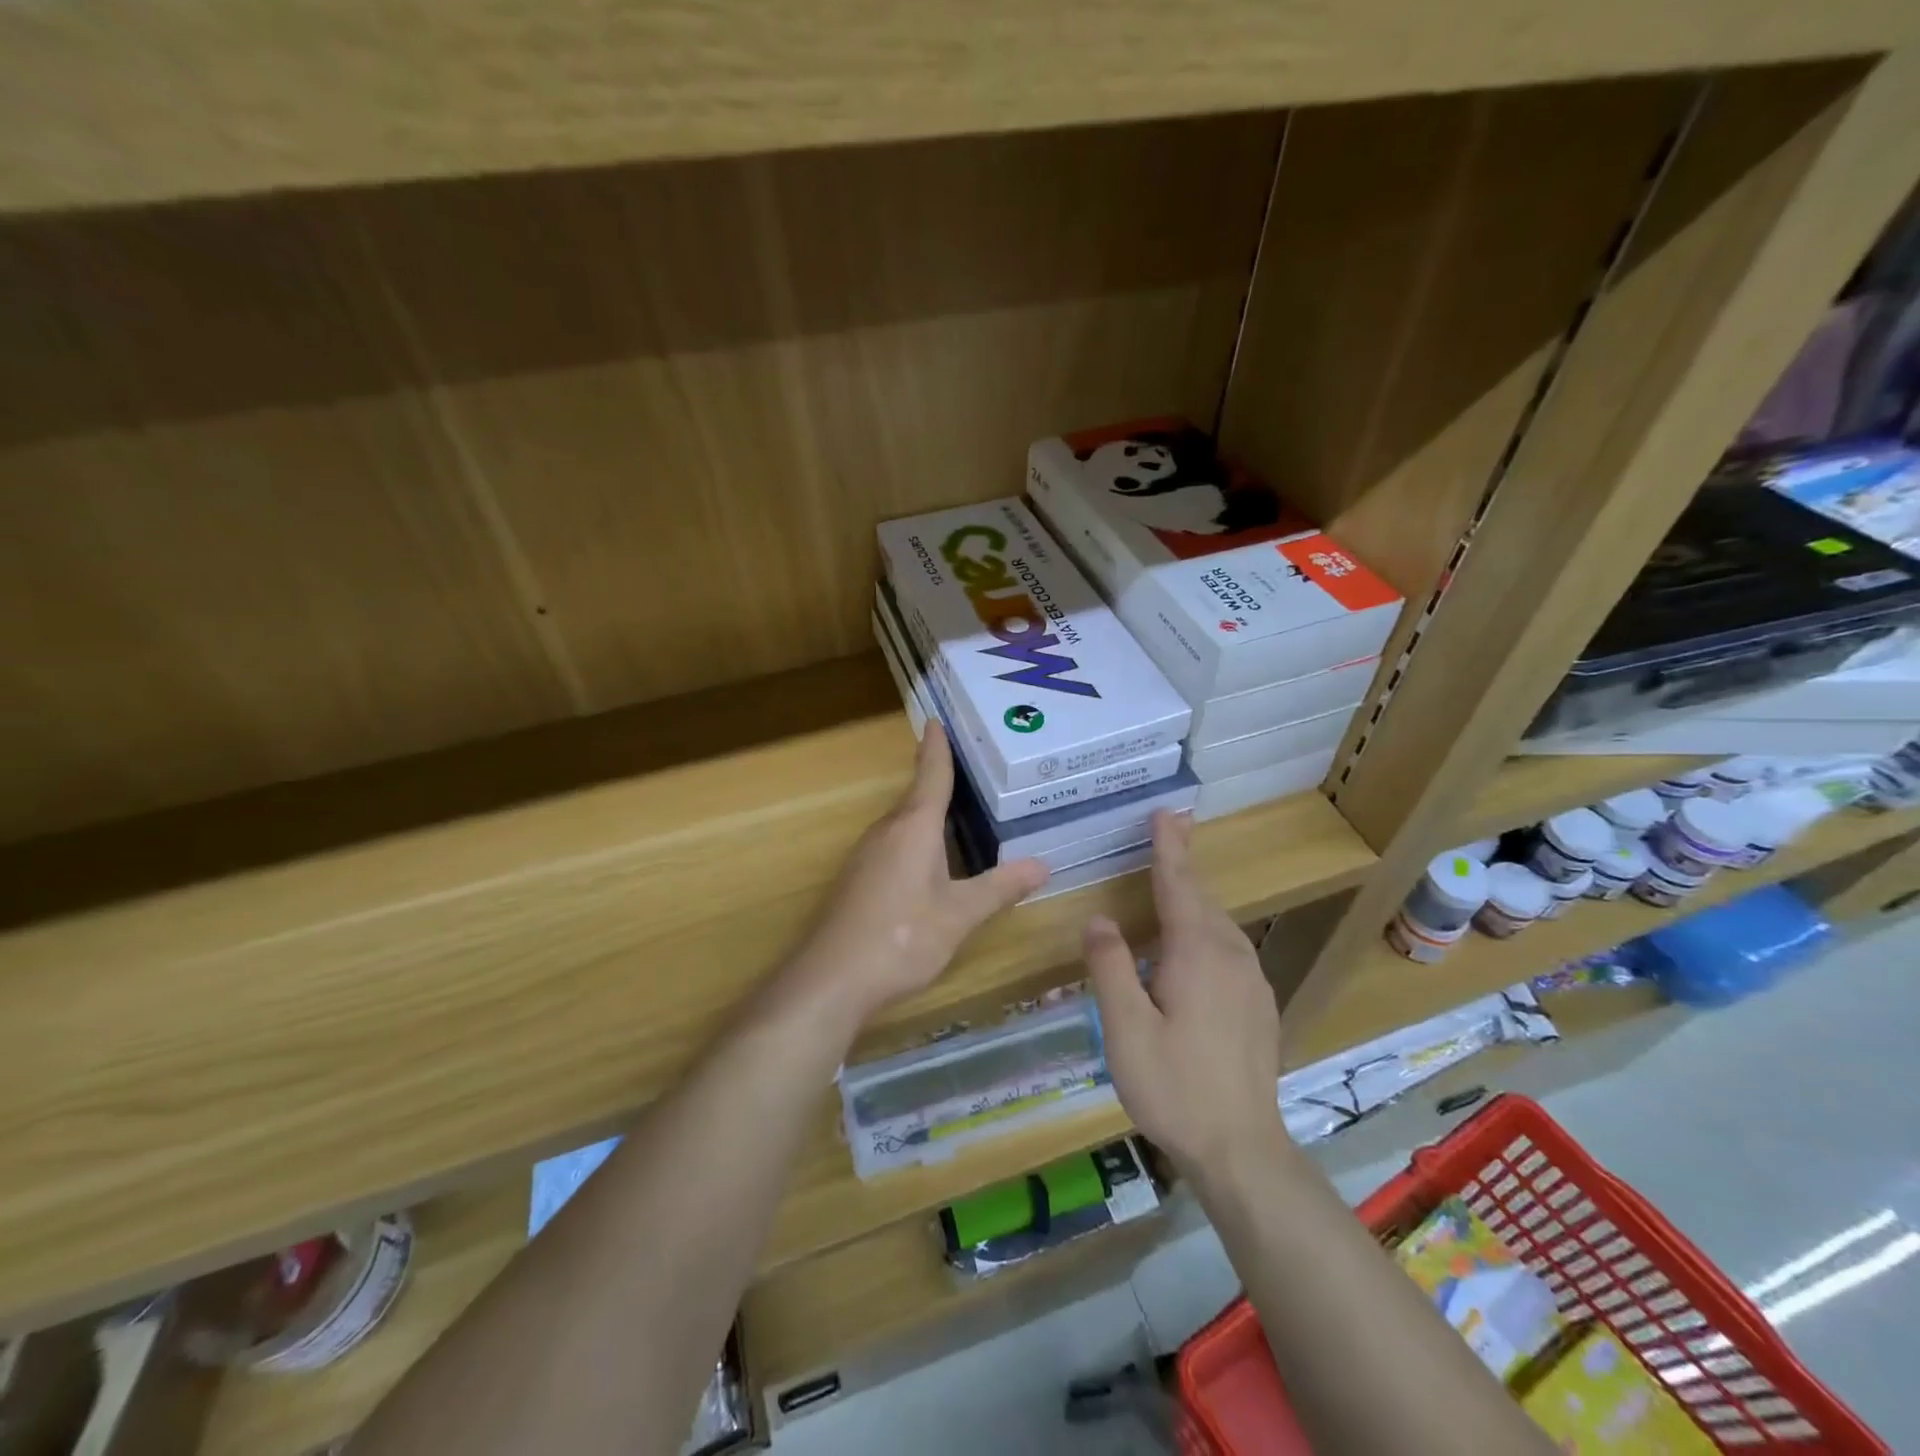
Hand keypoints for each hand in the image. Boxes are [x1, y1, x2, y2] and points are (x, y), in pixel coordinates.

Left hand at [784, 724, 1047, 1025]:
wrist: (832, 978)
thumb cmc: (902, 937)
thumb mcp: (960, 914)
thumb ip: (1000, 888)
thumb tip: (1044, 865)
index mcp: (913, 827)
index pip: (930, 775)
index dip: (937, 748)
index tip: (936, 720)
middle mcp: (887, 831)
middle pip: (916, 795)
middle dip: (937, 777)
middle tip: (970, 764)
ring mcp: (867, 855)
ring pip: (903, 821)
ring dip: (926, 809)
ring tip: (958, 807)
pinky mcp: (859, 879)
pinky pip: (893, 843)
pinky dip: (916, 837)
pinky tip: (930, 857)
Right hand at [1083, 811, 1284, 1175]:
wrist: (1243, 1151)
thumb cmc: (1174, 1087)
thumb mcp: (1125, 1028)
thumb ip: (1111, 966)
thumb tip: (1099, 918)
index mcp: (1196, 953)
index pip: (1178, 884)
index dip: (1169, 846)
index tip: (1167, 812)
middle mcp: (1230, 956)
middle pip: (1202, 899)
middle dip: (1181, 865)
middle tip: (1166, 833)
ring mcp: (1252, 982)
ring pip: (1218, 925)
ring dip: (1193, 899)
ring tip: (1171, 884)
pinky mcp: (1258, 1006)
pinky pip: (1228, 949)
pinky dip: (1205, 930)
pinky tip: (1191, 948)